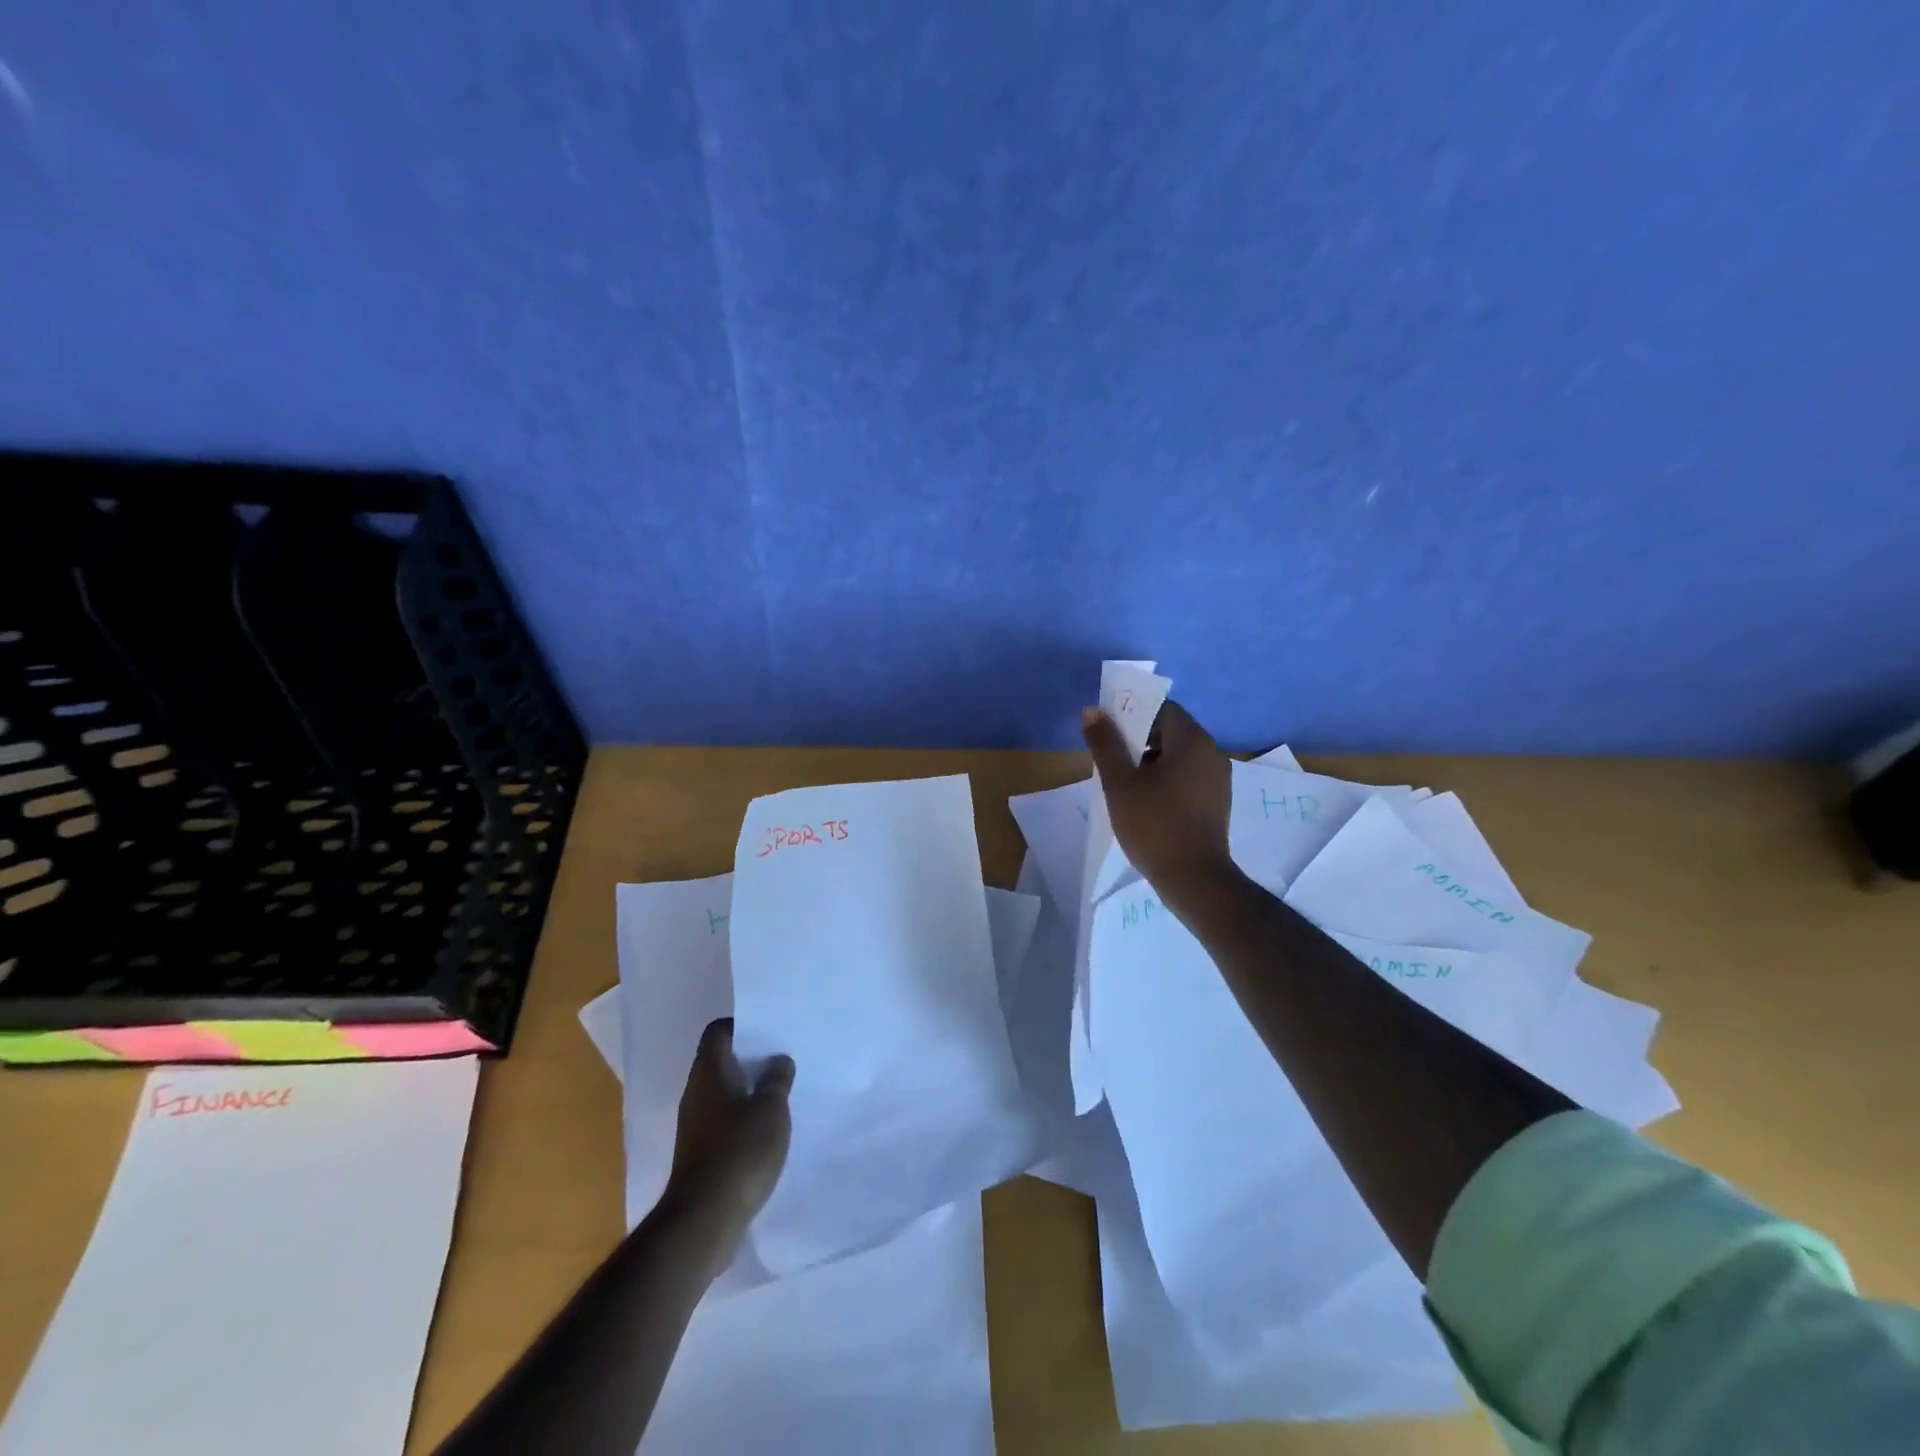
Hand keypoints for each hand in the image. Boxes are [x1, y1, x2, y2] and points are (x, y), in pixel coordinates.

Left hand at [662, 1018, 794, 1266]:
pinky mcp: (700, 1153)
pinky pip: (723, 1121)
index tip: (769, 1031)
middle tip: (782, 1059)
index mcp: (710, 1072)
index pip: (718, 1031)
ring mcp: (695, 1124)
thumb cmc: (740, 1152)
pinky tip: (767, 1130)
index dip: (742, 1026)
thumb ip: (777, 1080)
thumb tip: (778, 1061)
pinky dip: (743, 1118)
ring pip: (723, 1093)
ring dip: (749, 1090)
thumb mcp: (771, 1110)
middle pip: (721, 1061)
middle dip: (750, 1059)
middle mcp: (696, 1092)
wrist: (704, 1220)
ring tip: (780, 1092)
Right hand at [1082, 699, 1234, 903]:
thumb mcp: (1120, 783)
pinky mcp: (1215, 801)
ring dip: (1149, 762)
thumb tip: (1092, 710)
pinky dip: (1164, 779)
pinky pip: (1186, 776)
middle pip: (1169, 731)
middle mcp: (1211, 752)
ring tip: (1123, 785)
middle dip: (1137, 740)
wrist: (1194, 879)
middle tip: (1110, 761)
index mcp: (1192, 740)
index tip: (1108, 735)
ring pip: (1176, 756)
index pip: (1161, 708)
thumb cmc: (1154, 825)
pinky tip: (1145, 802)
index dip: (1131, 714)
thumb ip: (1105, 744)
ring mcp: (1217, 778)